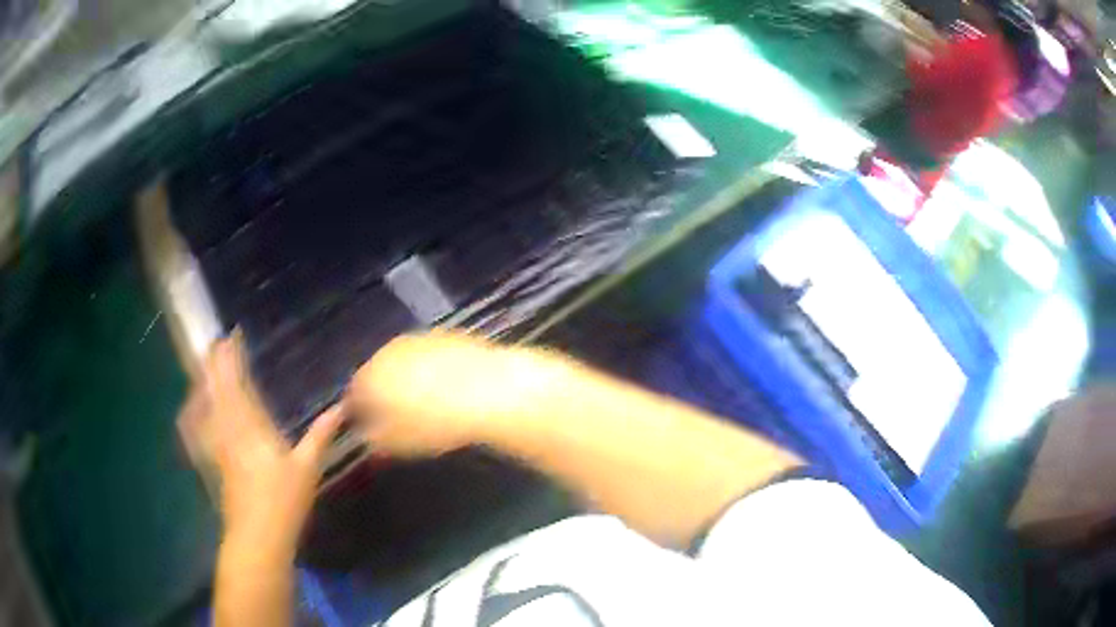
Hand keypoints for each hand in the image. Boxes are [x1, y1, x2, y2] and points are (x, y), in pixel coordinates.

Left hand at [179, 333, 343, 557]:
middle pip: (218, 388)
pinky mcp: (214, 459)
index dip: (233, 358)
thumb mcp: (308, 468)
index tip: (232, 335)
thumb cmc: (284, 501)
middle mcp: (230, 429)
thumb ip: (320, 435)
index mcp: (253, 427)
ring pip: (206, 404)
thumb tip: (341, 407)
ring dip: (205, 380)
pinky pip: (200, 427)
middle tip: (215, 340)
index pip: (239, 384)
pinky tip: (191, 405)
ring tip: (204, 362)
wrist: (257, 535)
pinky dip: (195, 411)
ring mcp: (218, 444)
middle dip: (215, 362)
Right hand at [346, 332, 564, 456]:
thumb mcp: (397, 444)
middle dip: (381, 392)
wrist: (488, 390)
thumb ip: (374, 439)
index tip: (367, 426)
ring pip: (403, 361)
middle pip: (377, 373)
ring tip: (424, 402)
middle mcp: (388, 351)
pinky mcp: (447, 335)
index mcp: (369, 377)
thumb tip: (367, 435)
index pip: (352, 394)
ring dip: (406, 378)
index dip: (357, 411)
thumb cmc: (435, 423)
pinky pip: (429, 356)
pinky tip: (448, 387)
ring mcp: (418, 339)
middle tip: (395, 415)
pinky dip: (432, 369)